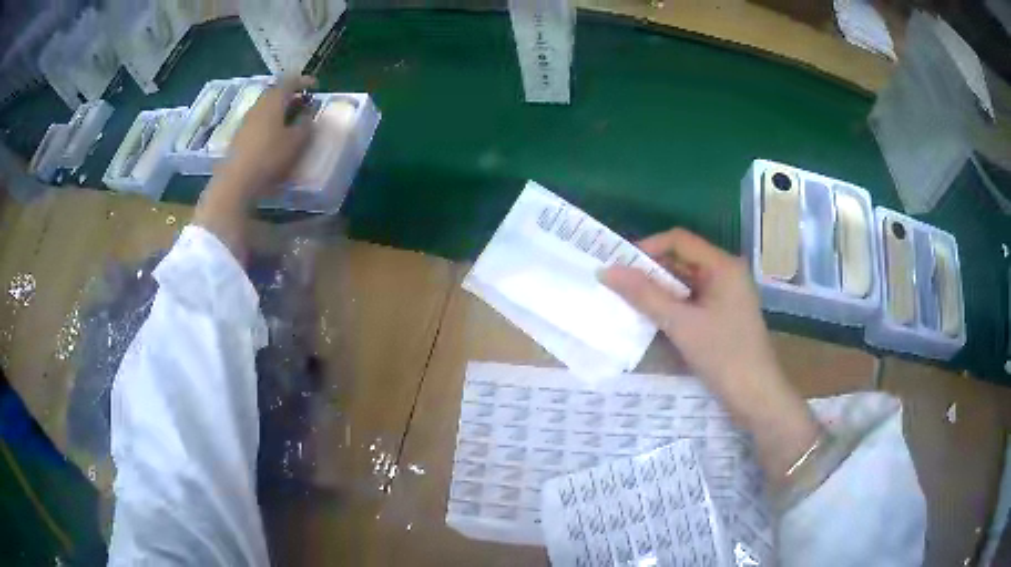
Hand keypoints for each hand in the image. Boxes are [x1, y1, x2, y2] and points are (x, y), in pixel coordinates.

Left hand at [212, 75, 316, 201]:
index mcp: (273, 101)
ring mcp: (246, 121)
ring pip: (265, 107)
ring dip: (278, 110)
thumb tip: (308, 116)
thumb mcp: (296, 142)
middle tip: (302, 103)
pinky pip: (257, 122)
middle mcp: (258, 106)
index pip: (289, 81)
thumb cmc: (269, 157)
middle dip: (290, 95)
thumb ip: (305, 125)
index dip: (303, 81)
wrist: (236, 181)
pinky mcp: (238, 137)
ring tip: (289, 120)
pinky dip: (269, 122)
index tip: (314, 86)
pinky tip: (273, 136)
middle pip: (275, 93)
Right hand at [600, 228, 819, 480]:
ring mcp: (726, 296)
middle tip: (617, 285)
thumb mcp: (681, 325)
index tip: (618, 266)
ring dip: (658, 291)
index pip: (678, 240)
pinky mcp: (723, 316)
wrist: (756, 397)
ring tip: (627, 302)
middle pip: (682, 260)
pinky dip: (671, 307)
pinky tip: (651, 319)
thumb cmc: (724, 356)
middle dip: (650, 272)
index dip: (647, 248)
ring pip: (685, 283)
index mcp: (723, 266)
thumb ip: (645, 296)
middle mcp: (726, 274)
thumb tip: (607, 271)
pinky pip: (692, 301)